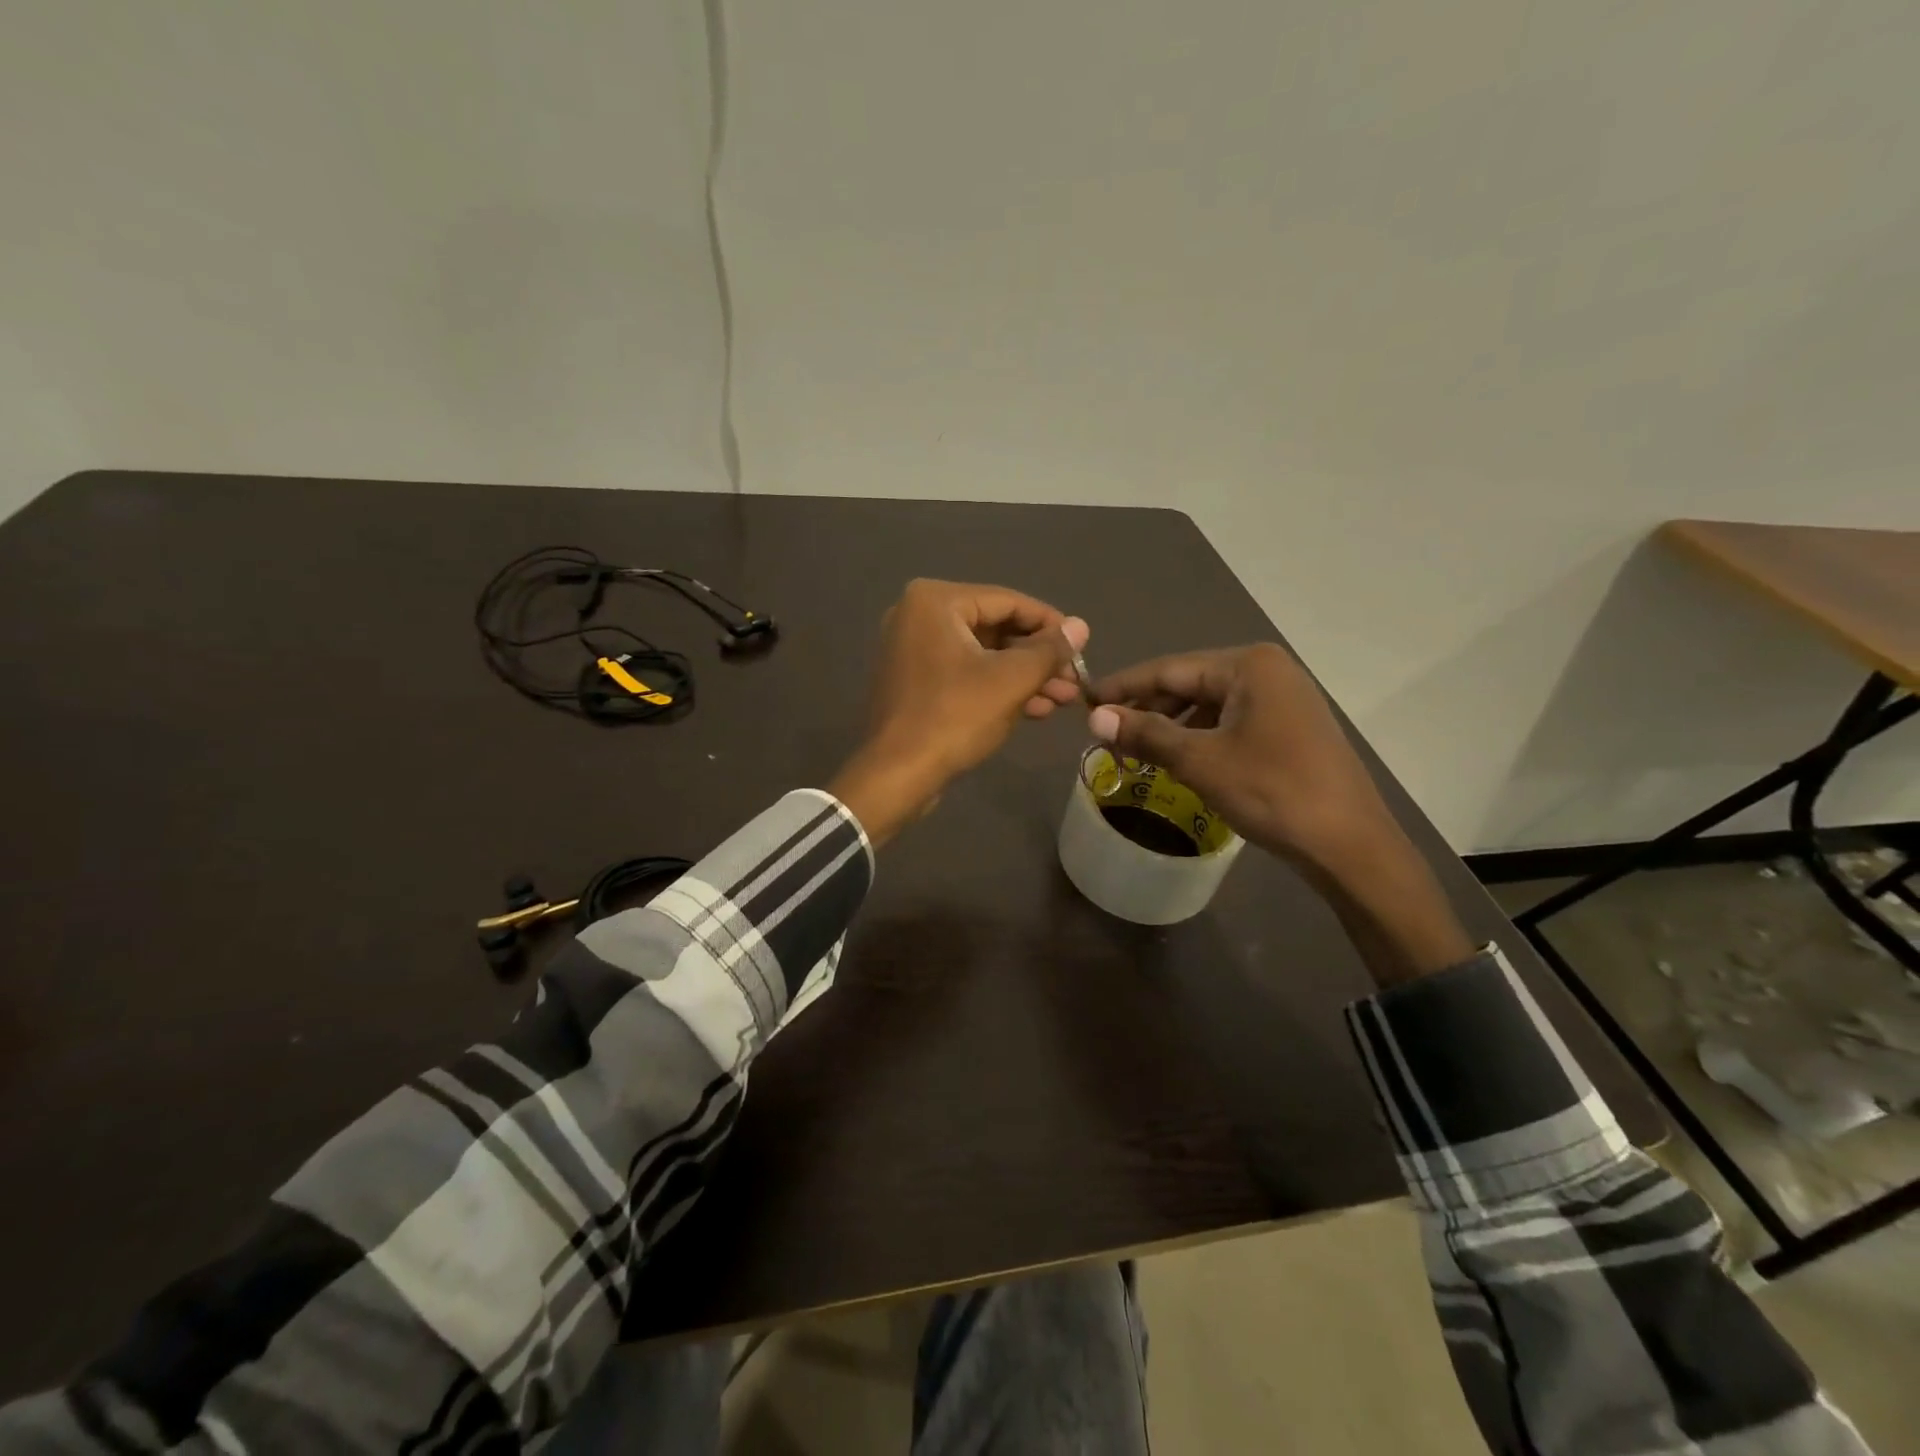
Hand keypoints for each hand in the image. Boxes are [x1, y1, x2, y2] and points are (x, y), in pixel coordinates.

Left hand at [830, 580, 1088, 844]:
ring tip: (1065, 699)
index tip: (1083, 646)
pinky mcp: (914, 682)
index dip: (1051, 624)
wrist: (896, 775)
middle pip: (996, 628)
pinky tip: (1035, 709)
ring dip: (1025, 677)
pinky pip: (965, 674)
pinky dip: (997, 688)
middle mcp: (918, 615)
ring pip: (983, 655)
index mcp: (936, 601)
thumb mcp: (1011, 680)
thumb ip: (1049, 650)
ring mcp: (912, 650)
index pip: (1009, 601)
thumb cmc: (954, 717)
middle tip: (1076, 680)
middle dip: (1039, 657)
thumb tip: (1081, 626)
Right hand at [1086, 643, 1395, 870]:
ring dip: (1172, 725)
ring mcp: (1284, 698)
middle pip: (1190, 683)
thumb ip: (1145, 733)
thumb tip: (1094, 717)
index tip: (1085, 699)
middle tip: (1106, 731)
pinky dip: (1200, 737)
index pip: (1169, 669)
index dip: (1123, 686)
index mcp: (1248, 665)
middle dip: (1148, 707)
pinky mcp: (1291, 726)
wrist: (1349, 844)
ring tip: (1136, 749)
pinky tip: (1179, 758)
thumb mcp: (1200, 761)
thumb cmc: (1272, 792)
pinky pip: (1231, 721)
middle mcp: (1268, 670)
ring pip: (1210, 704)